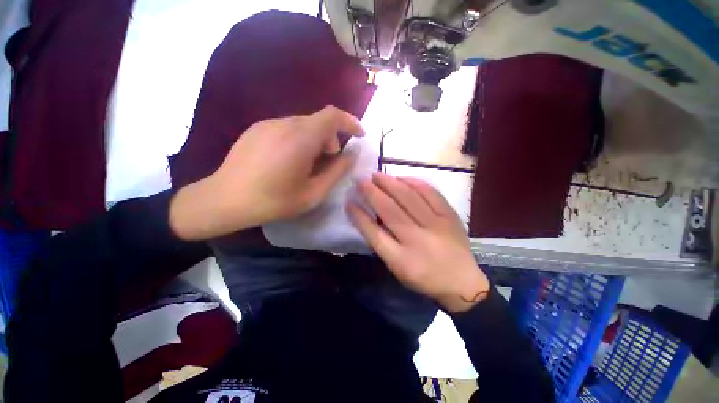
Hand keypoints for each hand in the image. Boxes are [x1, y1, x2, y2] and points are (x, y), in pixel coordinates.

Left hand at [170, 106, 363, 240]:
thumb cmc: (274, 201)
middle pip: (318, 121)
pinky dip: (299, 139)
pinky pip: (287, 128)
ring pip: (303, 124)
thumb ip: (337, 171)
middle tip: (330, 160)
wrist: (224, 200)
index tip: (359, 136)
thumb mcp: (314, 192)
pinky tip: (289, 160)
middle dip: (332, 138)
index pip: (332, 116)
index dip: (350, 122)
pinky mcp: (256, 129)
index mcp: (300, 139)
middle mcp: (284, 124)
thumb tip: (352, 154)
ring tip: (309, 163)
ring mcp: (267, 124)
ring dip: (315, 139)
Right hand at [348, 173, 489, 312]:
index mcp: (402, 259)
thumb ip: (383, 244)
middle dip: (372, 193)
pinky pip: (430, 194)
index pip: (374, 233)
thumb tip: (369, 217)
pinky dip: (415, 183)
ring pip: (409, 199)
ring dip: (390, 184)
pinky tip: (402, 178)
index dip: (359, 216)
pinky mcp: (450, 216)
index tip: (349, 202)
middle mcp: (417, 240)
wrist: (463, 282)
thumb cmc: (424, 278)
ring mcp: (436, 226)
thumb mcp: (398, 269)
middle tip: (362, 181)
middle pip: (390, 211)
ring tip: (378, 175)